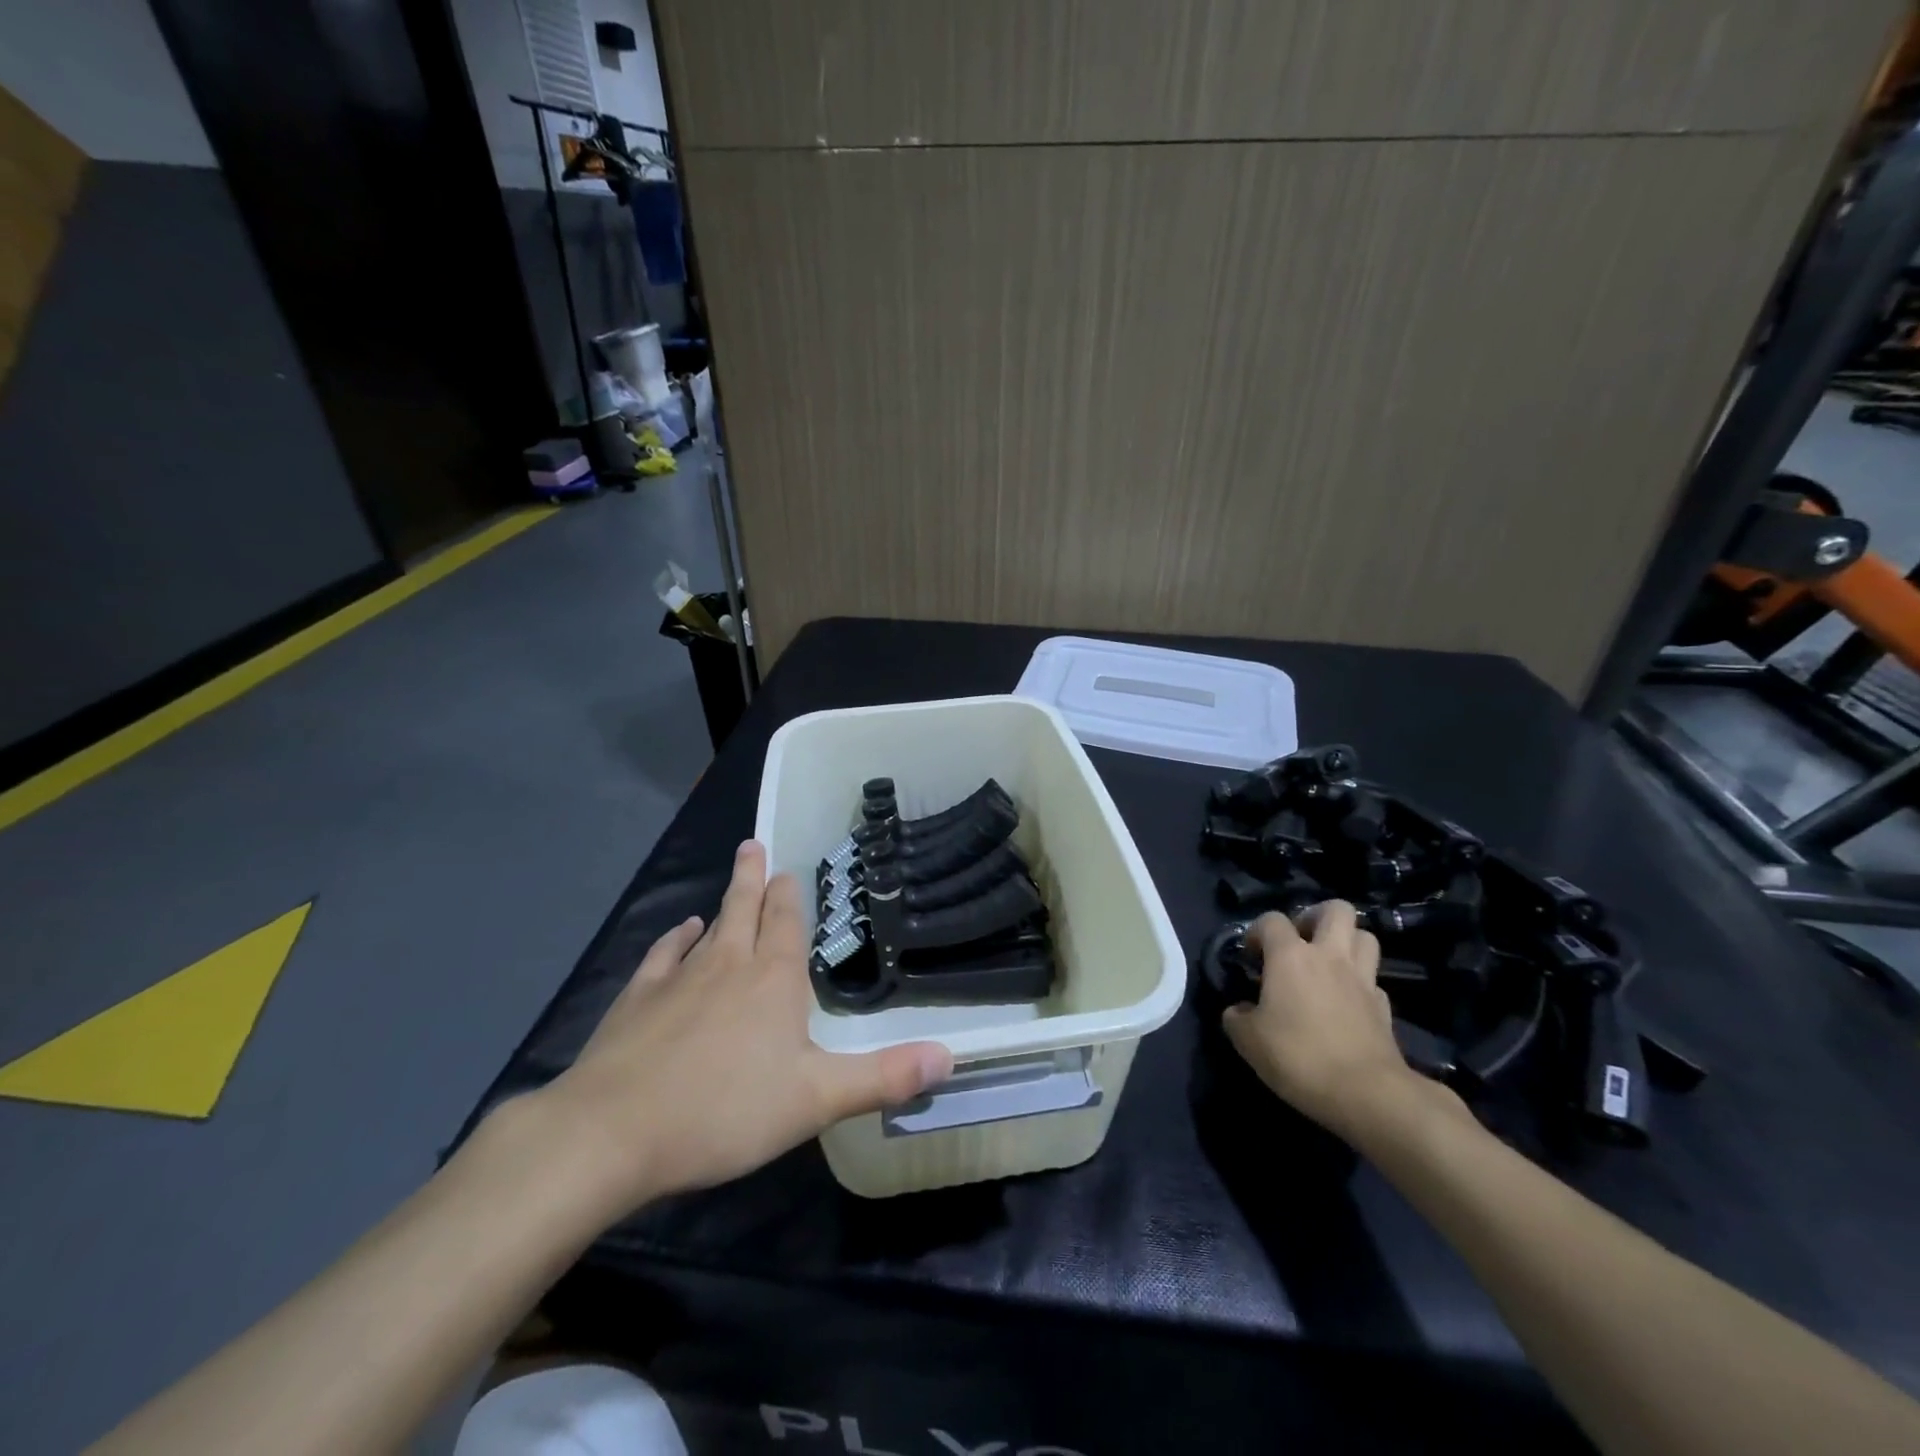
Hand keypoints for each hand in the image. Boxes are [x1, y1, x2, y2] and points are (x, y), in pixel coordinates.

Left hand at [522, 841, 952, 1218]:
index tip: (790, 870)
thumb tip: (950, 1056)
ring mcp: (679, 979)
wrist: (613, 1132)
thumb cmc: (724, 1111)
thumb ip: (883, 1077)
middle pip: (745, 910)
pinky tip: (681, 931)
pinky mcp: (638, 1000)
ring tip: (732, 879)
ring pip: (708, 927)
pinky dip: (675, 939)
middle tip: (755, 844)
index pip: (787, 924)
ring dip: (723, 902)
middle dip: (753, 878)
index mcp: (773, 981)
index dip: (791, 897)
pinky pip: (663, 955)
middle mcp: (728, 965)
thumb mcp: (817, 1099)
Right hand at [1222, 900, 1422, 1138]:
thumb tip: (1240, 1010)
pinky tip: (1346, 1001)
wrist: (1366, 1093)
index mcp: (1290, 956)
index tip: (1251, 955)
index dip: (1258, 931)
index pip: (1272, 920)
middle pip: (1336, 910)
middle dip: (1316, 917)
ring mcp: (1363, 979)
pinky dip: (1360, 983)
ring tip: (1326, 963)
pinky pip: (1373, 979)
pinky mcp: (1385, 1007)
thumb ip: (1237, 1017)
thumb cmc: (1298, 1057)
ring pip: (1365, 936)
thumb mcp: (1248, 1040)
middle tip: (1300, 941)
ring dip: (1346, 942)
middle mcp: (1329, 956)